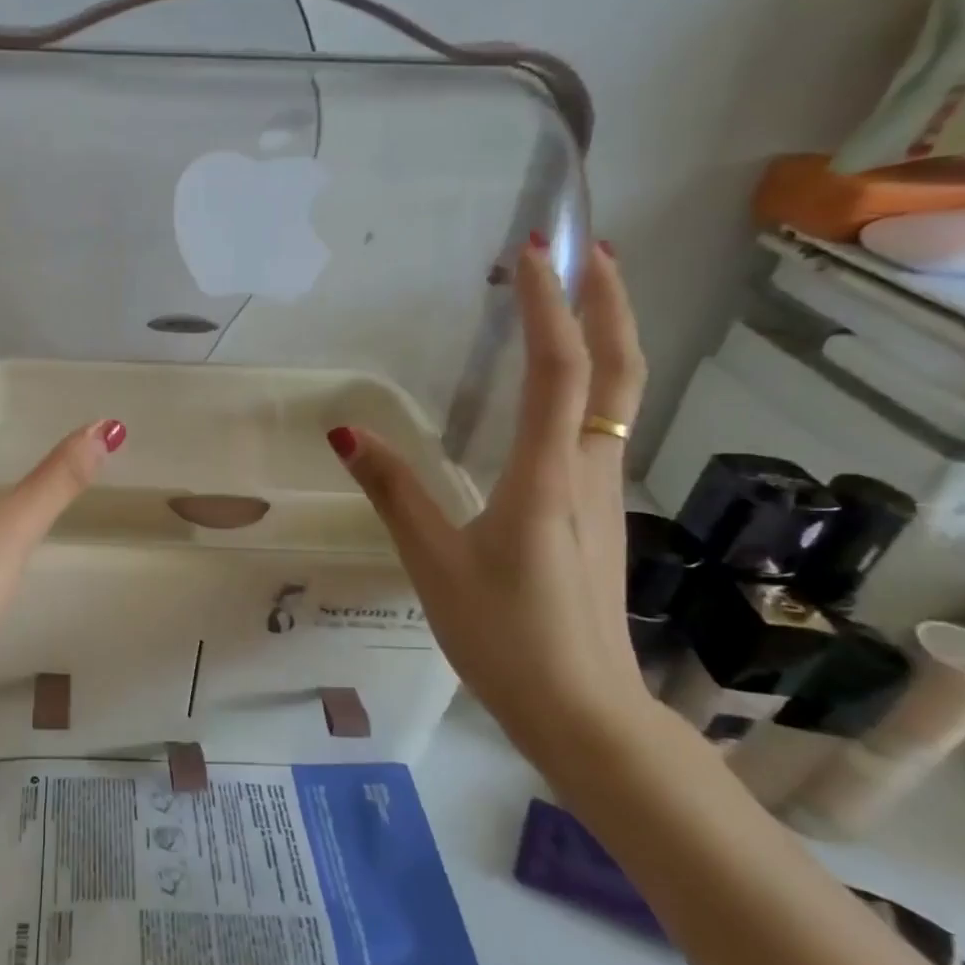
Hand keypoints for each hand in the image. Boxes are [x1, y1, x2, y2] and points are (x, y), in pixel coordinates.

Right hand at [326, 238, 650, 751]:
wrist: (586, 713)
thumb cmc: (506, 636)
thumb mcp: (434, 563)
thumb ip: (393, 492)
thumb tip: (345, 433)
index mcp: (550, 475)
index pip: (560, 369)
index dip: (548, 305)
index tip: (532, 252)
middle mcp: (591, 470)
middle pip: (618, 370)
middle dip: (610, 302)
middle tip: (586, 250)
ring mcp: (605, 493)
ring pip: (618, 398)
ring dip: (605, 338)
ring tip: (572, 302)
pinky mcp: (599, 515)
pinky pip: (601, 429)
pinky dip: (590, 385)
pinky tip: (558, 392)